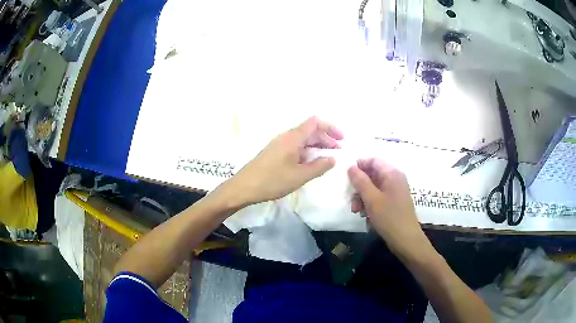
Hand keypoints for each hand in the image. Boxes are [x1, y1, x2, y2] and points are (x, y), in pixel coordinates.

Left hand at [222, 116, 343, 206]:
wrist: (244, 187)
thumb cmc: (273, 180)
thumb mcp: (300, 175)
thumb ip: (319, 166)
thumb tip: (333, 158)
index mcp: (293, 137)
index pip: (315, 122)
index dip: (331, 127)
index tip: (342, 140)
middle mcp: (286, 136)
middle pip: (310, 131)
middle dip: (326, 139)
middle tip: (338, 152)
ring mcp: (279, 144)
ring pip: (303, 140)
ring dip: (317, 146)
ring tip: (327, 159)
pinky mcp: (275, 153)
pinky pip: (295, 147)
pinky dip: (307, 152)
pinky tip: (311, 163)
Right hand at [348, 158, 426, 257]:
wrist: (406, 240)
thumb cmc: (389, 217)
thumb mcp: (371, 199)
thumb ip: (360, 181)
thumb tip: (351, 167)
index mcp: (392, 173)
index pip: (373, 160)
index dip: (359, 165)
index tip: (347, 177)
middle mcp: (395, 179)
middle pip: (373, 174)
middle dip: (360, 186)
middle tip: (351, 198)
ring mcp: (396, 191)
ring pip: (374, 187)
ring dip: (363, 197)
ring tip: (357, 210)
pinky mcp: (395, 202)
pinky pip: (379, 196)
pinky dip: (370, 203)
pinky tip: (365, 215)